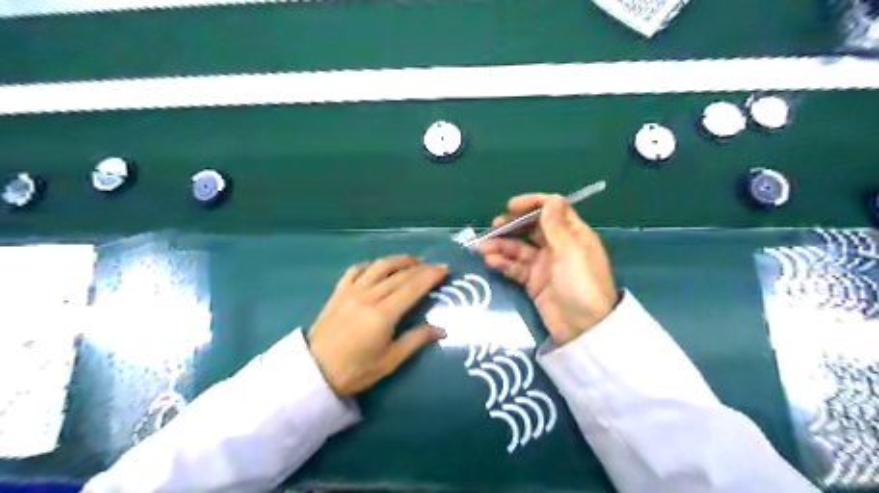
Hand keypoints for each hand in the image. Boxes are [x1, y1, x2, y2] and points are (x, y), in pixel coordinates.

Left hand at [307, 254, 446, 395]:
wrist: (312, 372)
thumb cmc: (354, 371)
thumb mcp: (389, 361)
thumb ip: (415, 341)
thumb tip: (440, 329)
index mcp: (383, 314)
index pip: (413, 287)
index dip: (431, 276)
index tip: (445, 270)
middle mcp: (369, 295)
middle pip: (400, 274)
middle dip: (421, 267)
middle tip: (436, 266)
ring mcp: (351, 291)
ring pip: (379, 266)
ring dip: (399, 260)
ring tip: (413, 261)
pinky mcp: (338, 291)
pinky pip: (356, 270)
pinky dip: (371, 265)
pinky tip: (378, 268)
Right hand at [480, 194, 616, 344]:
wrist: (584, 329)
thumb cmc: (581, 284)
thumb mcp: (570, 251)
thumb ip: (556, 226)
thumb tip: (551, 199)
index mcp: (572, 234)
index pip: (552, 209)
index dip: (532, 203)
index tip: (511, 207)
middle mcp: (557, 245)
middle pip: (531, 227)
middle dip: (512, 225)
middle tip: (493, 228)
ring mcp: (544, 264)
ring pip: (519, 248)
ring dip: (502, 246)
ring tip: (484, 249)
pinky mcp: (533, 282)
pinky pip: (516, 267)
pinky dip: (504, 263)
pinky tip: (491, 261)